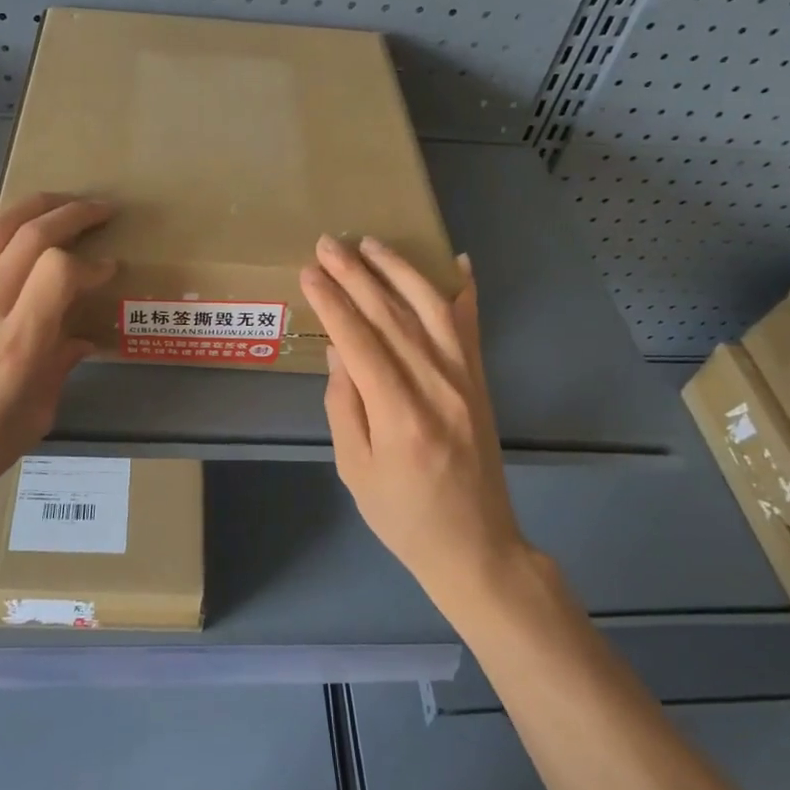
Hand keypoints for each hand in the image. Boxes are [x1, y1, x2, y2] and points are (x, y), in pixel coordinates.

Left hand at [0, 193, 113, 533]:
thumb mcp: (34, 420)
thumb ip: (59, 369)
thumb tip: (82, 339)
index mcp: (17, 346)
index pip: (58, 272)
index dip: (91, 263)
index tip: (110, 270)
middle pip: (29, 236)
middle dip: (72, 213)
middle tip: (101, 210)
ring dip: (30, 205)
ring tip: (58, 202)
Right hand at [300, 236, 527, 609]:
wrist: (476, 546)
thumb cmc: (403, 516)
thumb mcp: (355, 470)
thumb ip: (344, 405)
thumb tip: (339, 350)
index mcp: (400, 415)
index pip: (359, 340)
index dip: (332, 302)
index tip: (309, 271)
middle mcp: (437, 386)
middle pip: (391, 316)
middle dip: (356, 275)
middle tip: (328, 243)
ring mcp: (466, 380)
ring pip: (430, 309)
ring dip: (399, 270)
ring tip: (371, 243)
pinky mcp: (481, 381)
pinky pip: (472, 326)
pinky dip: (464, 291)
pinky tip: (457, 261)